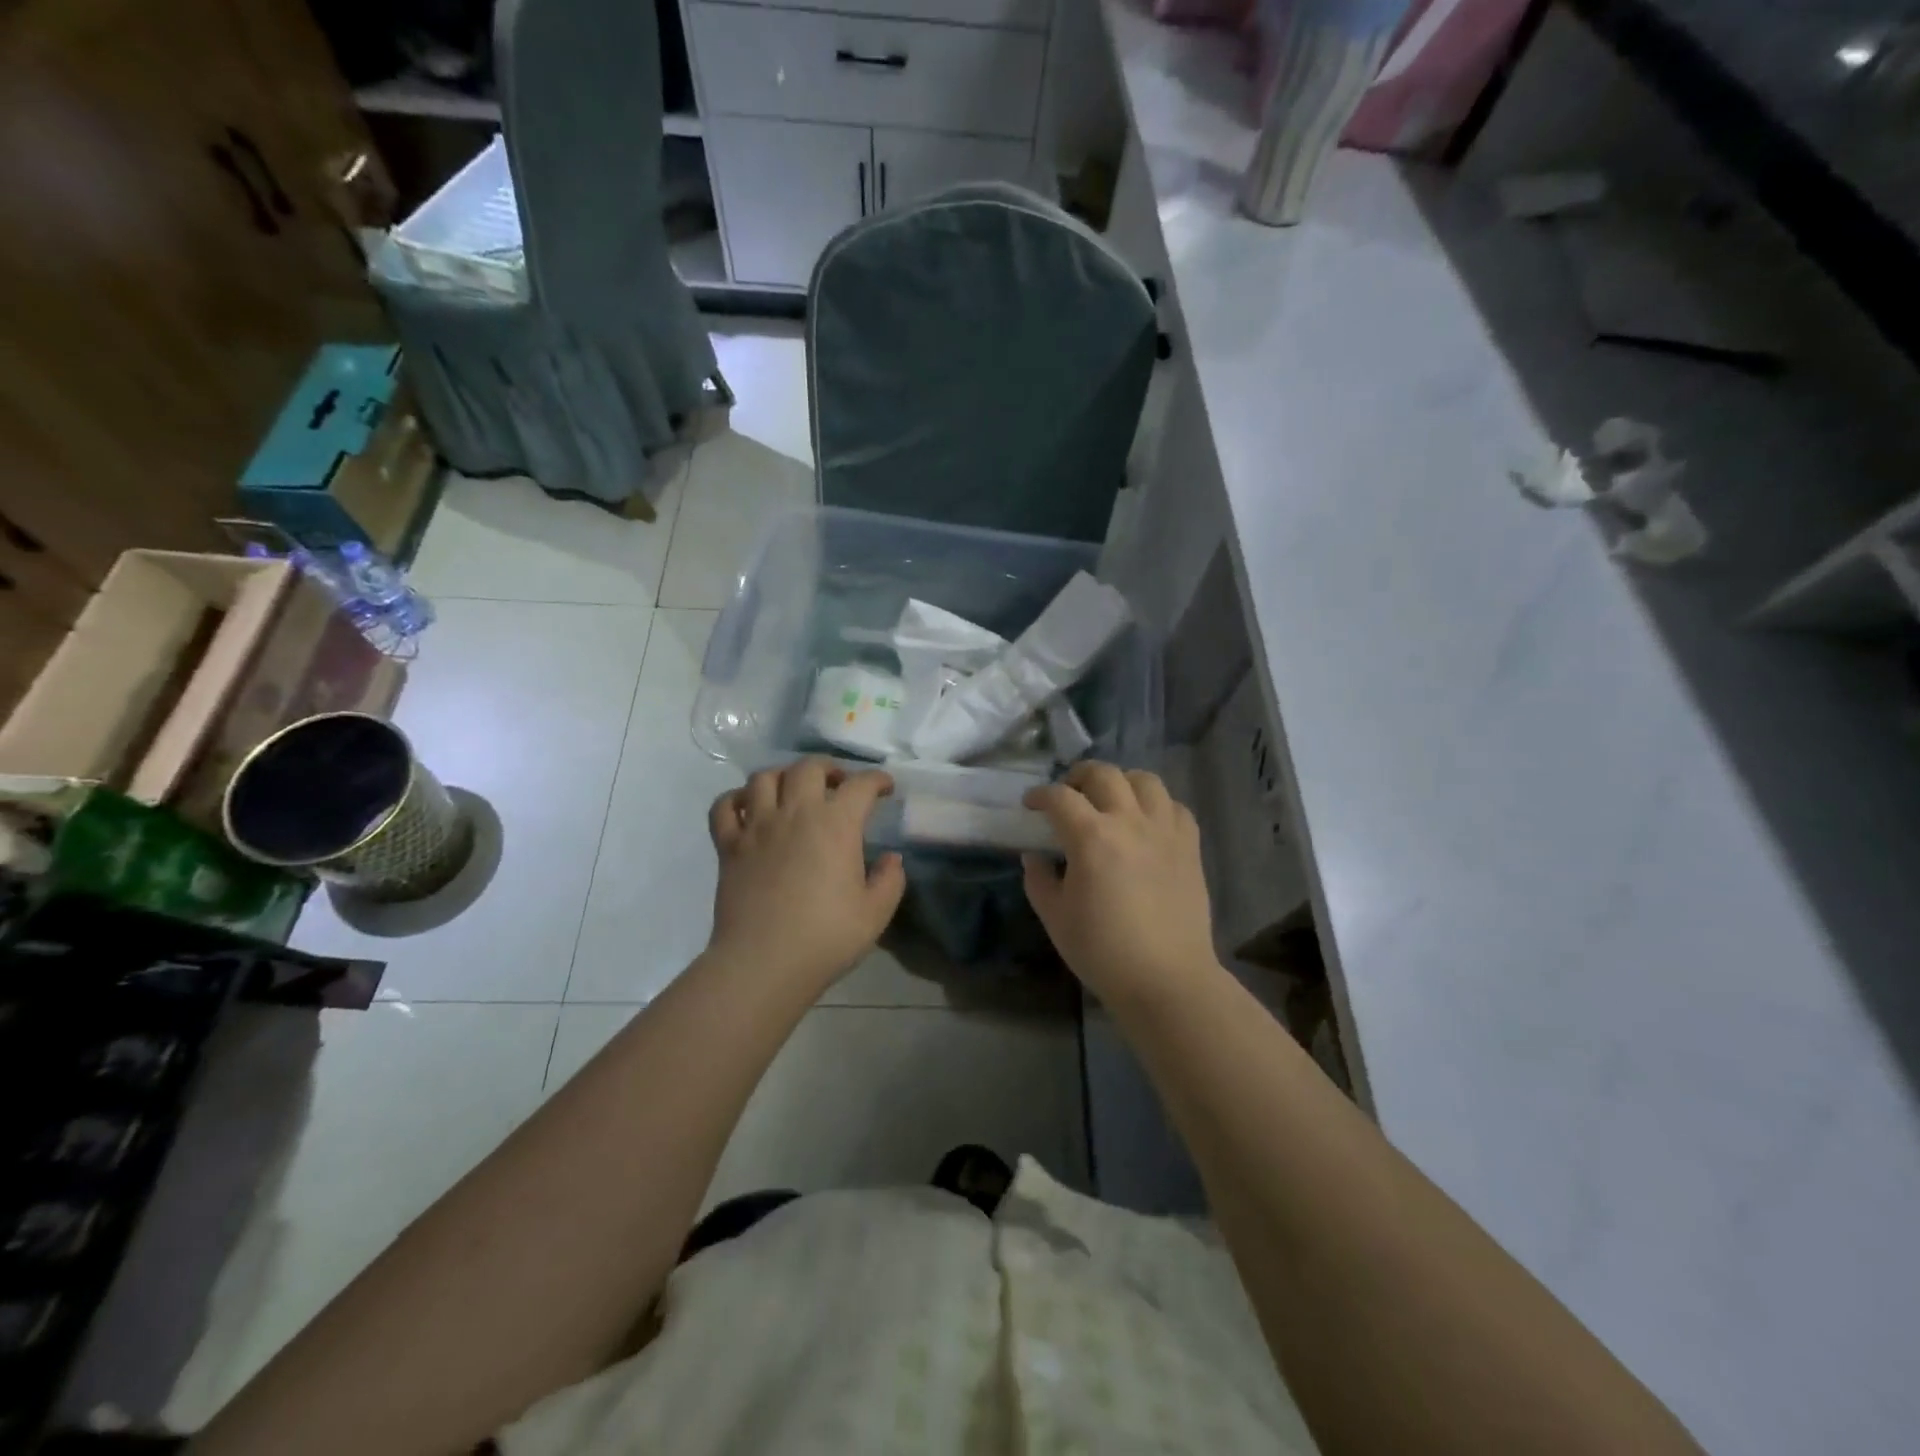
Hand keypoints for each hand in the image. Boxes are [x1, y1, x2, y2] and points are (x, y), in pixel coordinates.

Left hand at [706, 758, 905, 995]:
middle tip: (838, 784)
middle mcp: (795, 813)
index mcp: (836, 825)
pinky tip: (749, 809)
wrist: (763, 963)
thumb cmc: (826, 937)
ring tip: (793, 791)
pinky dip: (736, 799)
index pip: (860, 785)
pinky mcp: (728, 845)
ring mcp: (757, 826)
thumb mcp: (875, 913)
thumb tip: (892, 858)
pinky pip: (724, 806)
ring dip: (783, 776)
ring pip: (764, 777)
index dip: (877, 780)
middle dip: (829, 767)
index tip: (885, 788)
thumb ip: (890, 880)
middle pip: (808, 767)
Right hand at [1022, 762, 1216, 1003]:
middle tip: (1069, 793)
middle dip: (1079, 776)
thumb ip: (1039, 880)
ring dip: (1122, 781)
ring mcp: (1165, 831)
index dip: (1041, 795)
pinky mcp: (1190, 846)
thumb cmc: (1103, 951)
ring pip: (1145, 780)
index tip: (1031, 804)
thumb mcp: (1055, 918)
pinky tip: (1147, 822)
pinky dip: (1157, 805)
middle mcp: (1130, 822)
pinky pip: (1175, 807)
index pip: (1060, 798)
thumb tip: (1035, 856)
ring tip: (1111, 798)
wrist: (1166, 979)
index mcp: (1091, 837)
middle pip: (1104, 775)